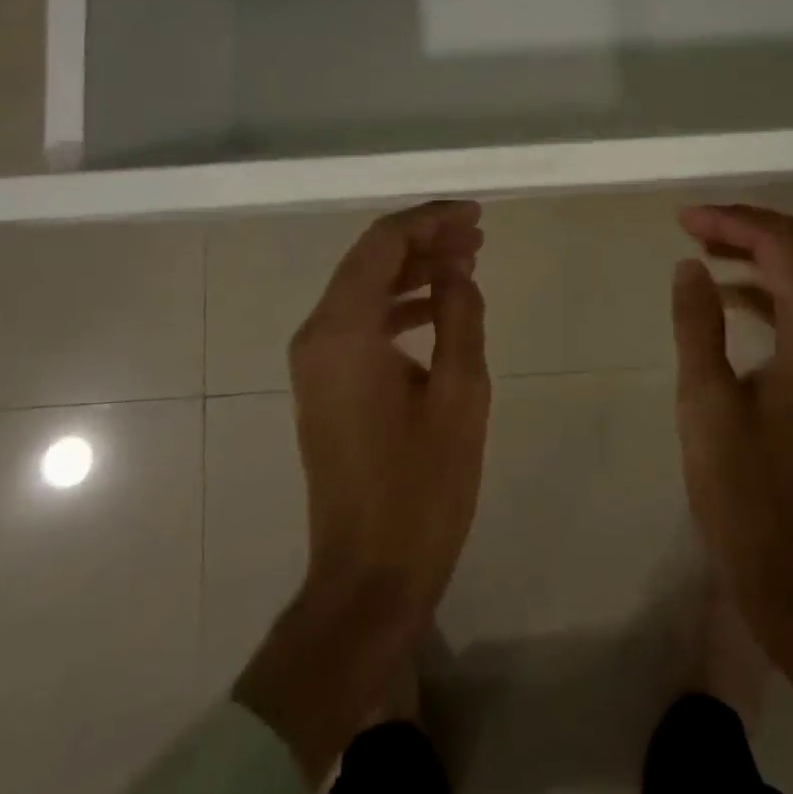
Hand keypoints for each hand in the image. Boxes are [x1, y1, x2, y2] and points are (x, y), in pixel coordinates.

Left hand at [291, 199, 489, 614]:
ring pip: (365, 288)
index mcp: (343, 332)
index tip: (475, 217)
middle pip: (369, 259)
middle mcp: (317, 335)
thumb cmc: (421, 488)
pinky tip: (439, 308)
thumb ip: (459, 315)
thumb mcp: (459, 394)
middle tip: (477, 237)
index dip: (430, 220)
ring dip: (414, 270)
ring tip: (468, 263)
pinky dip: (399, 304)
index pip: (383, 243)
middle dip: (424, 240)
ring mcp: (315, 362)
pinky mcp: (324, 384)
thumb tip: (456, 267)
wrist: (369, 577)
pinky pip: (361, 321)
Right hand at [670, 204, 792, 615]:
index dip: (733, 221)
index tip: (682, 220)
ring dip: (756, 252)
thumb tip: (689, 265)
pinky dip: (763, 287)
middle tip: (694, 226)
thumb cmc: (744, 489)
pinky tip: (724, 295)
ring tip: (702, 249)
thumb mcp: (706, 401)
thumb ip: (698, 324)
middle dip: (748, 226)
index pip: (783, 246)